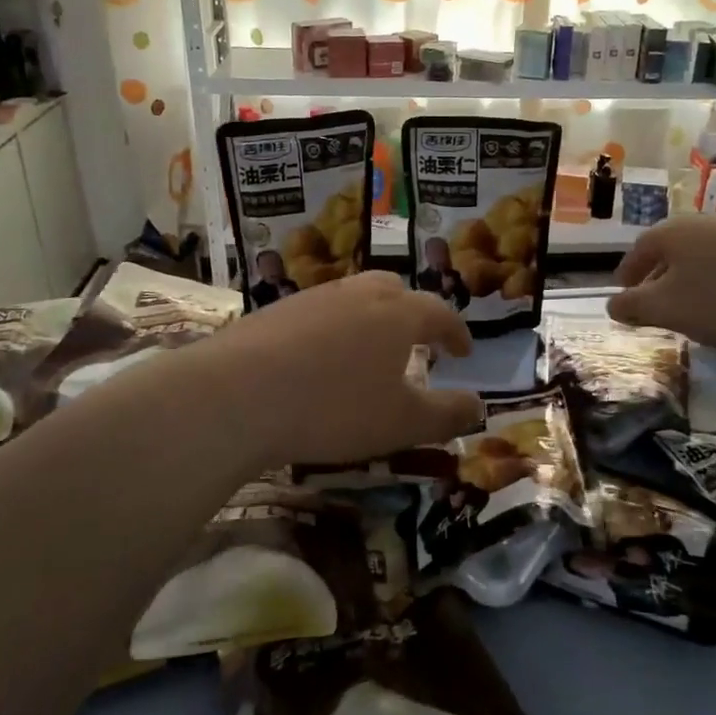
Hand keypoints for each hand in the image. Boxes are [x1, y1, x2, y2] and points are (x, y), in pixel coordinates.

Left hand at [190, 272, 484, 466]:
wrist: (236, 395)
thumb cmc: (334, 407)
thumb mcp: (402, 423)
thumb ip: (447, 414)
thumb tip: (479, 406)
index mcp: (398, 313)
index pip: (440, 312)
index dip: (456, 332)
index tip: (462, 351)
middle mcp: (358, 294)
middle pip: (395, 291)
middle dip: (412, 315)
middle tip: (415, 344)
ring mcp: (313, 298)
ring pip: (354, 298)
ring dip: (370, 320)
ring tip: (367, 354)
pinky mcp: (274, 311)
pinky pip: (318, 313)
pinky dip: (332, 331)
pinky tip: (317, 361)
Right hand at [606, 214, 715, 350]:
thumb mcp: (667, 309)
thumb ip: (634, 306)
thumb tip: (612, 304)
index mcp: (672, 232)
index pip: (639, 250)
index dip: (628, 272)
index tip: (623, 291)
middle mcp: (704, 220)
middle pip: (672, 248)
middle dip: (660, 273)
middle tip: (655, 300)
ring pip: (704, 252)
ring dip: (693, 275)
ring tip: (694, 301)